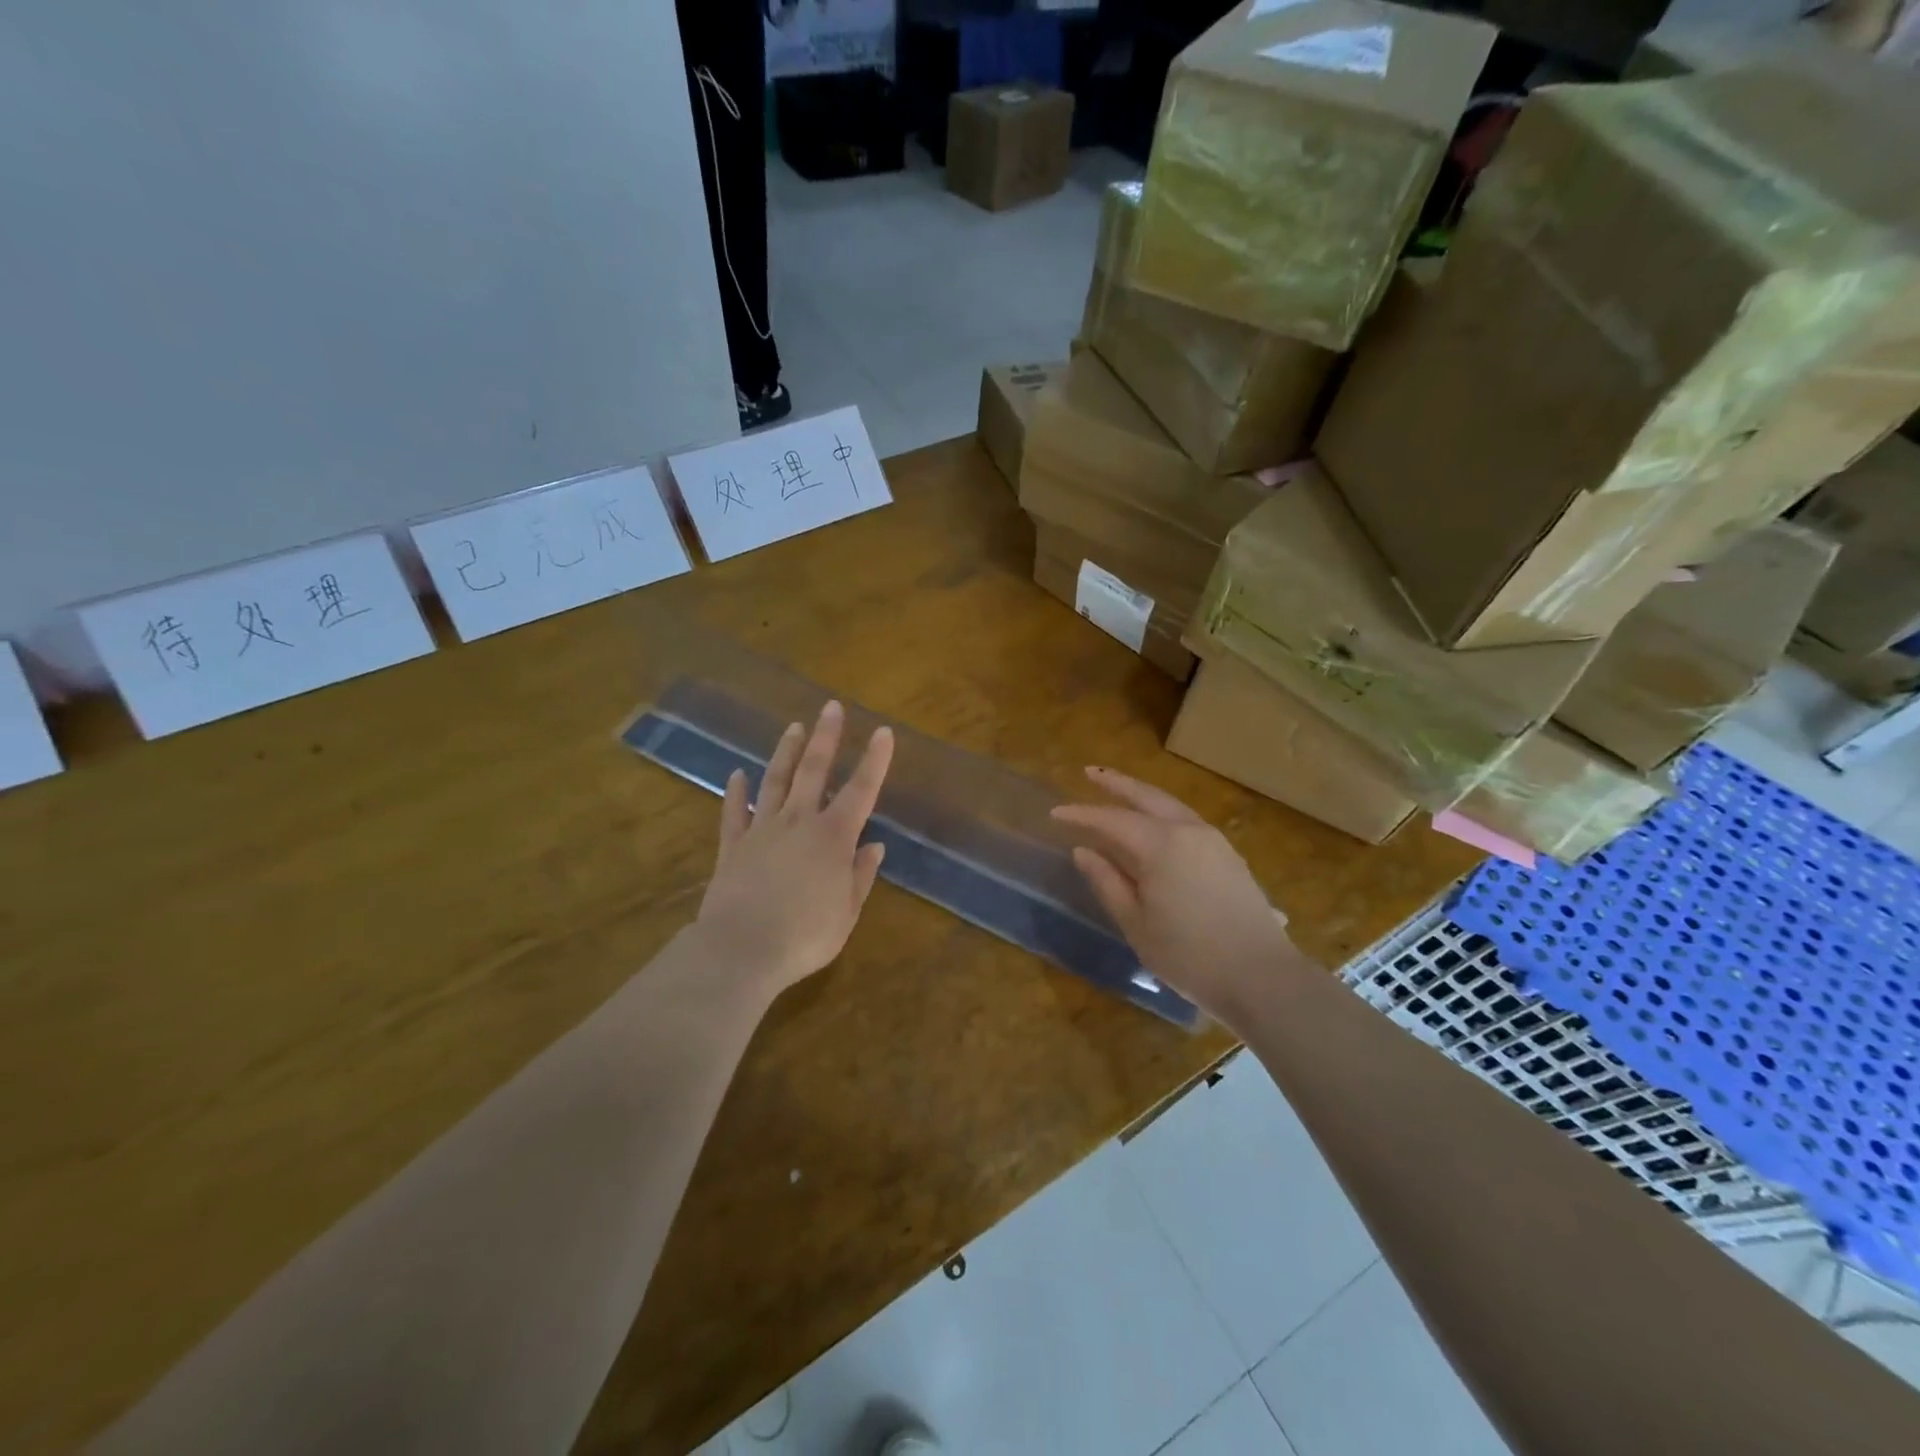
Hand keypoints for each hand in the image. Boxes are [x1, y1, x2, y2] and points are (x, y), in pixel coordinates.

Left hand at [694, 701, 893, 994]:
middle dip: (826, 737)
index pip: (861, 790)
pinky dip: (736, 792)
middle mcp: (799, 822)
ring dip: (786, 752)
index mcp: (834, 837)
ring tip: (794, 727)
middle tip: (831, 708)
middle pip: (814, 771)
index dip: (875, 760)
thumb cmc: (805, 936)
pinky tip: (737, 774)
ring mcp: (763, 830)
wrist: (742, 949)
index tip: (883, 731)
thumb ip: (861, 875)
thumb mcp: (847, 912)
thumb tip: (874, 846)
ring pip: (775, 781)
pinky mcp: (733, 846)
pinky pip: (734, 812)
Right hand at [1053, 768, 1298, 1027]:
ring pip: (1170, 805)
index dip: (1082, 814)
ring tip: (1118, 792)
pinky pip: (1187, 821)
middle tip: (1089, 772)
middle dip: (1116, 783)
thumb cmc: (1189, 955)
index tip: (1056, 812)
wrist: (1262, 977)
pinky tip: (1154, 824)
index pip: (1112, 820)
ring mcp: (1213, 841)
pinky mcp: (1229, 855)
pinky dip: (1162, 813)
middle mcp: (1189, 831)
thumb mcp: (1136, 923)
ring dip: (1142, 795)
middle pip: (1146, 796)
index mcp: (1161, 844)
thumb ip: (1107, 882)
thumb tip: (1083, 851)